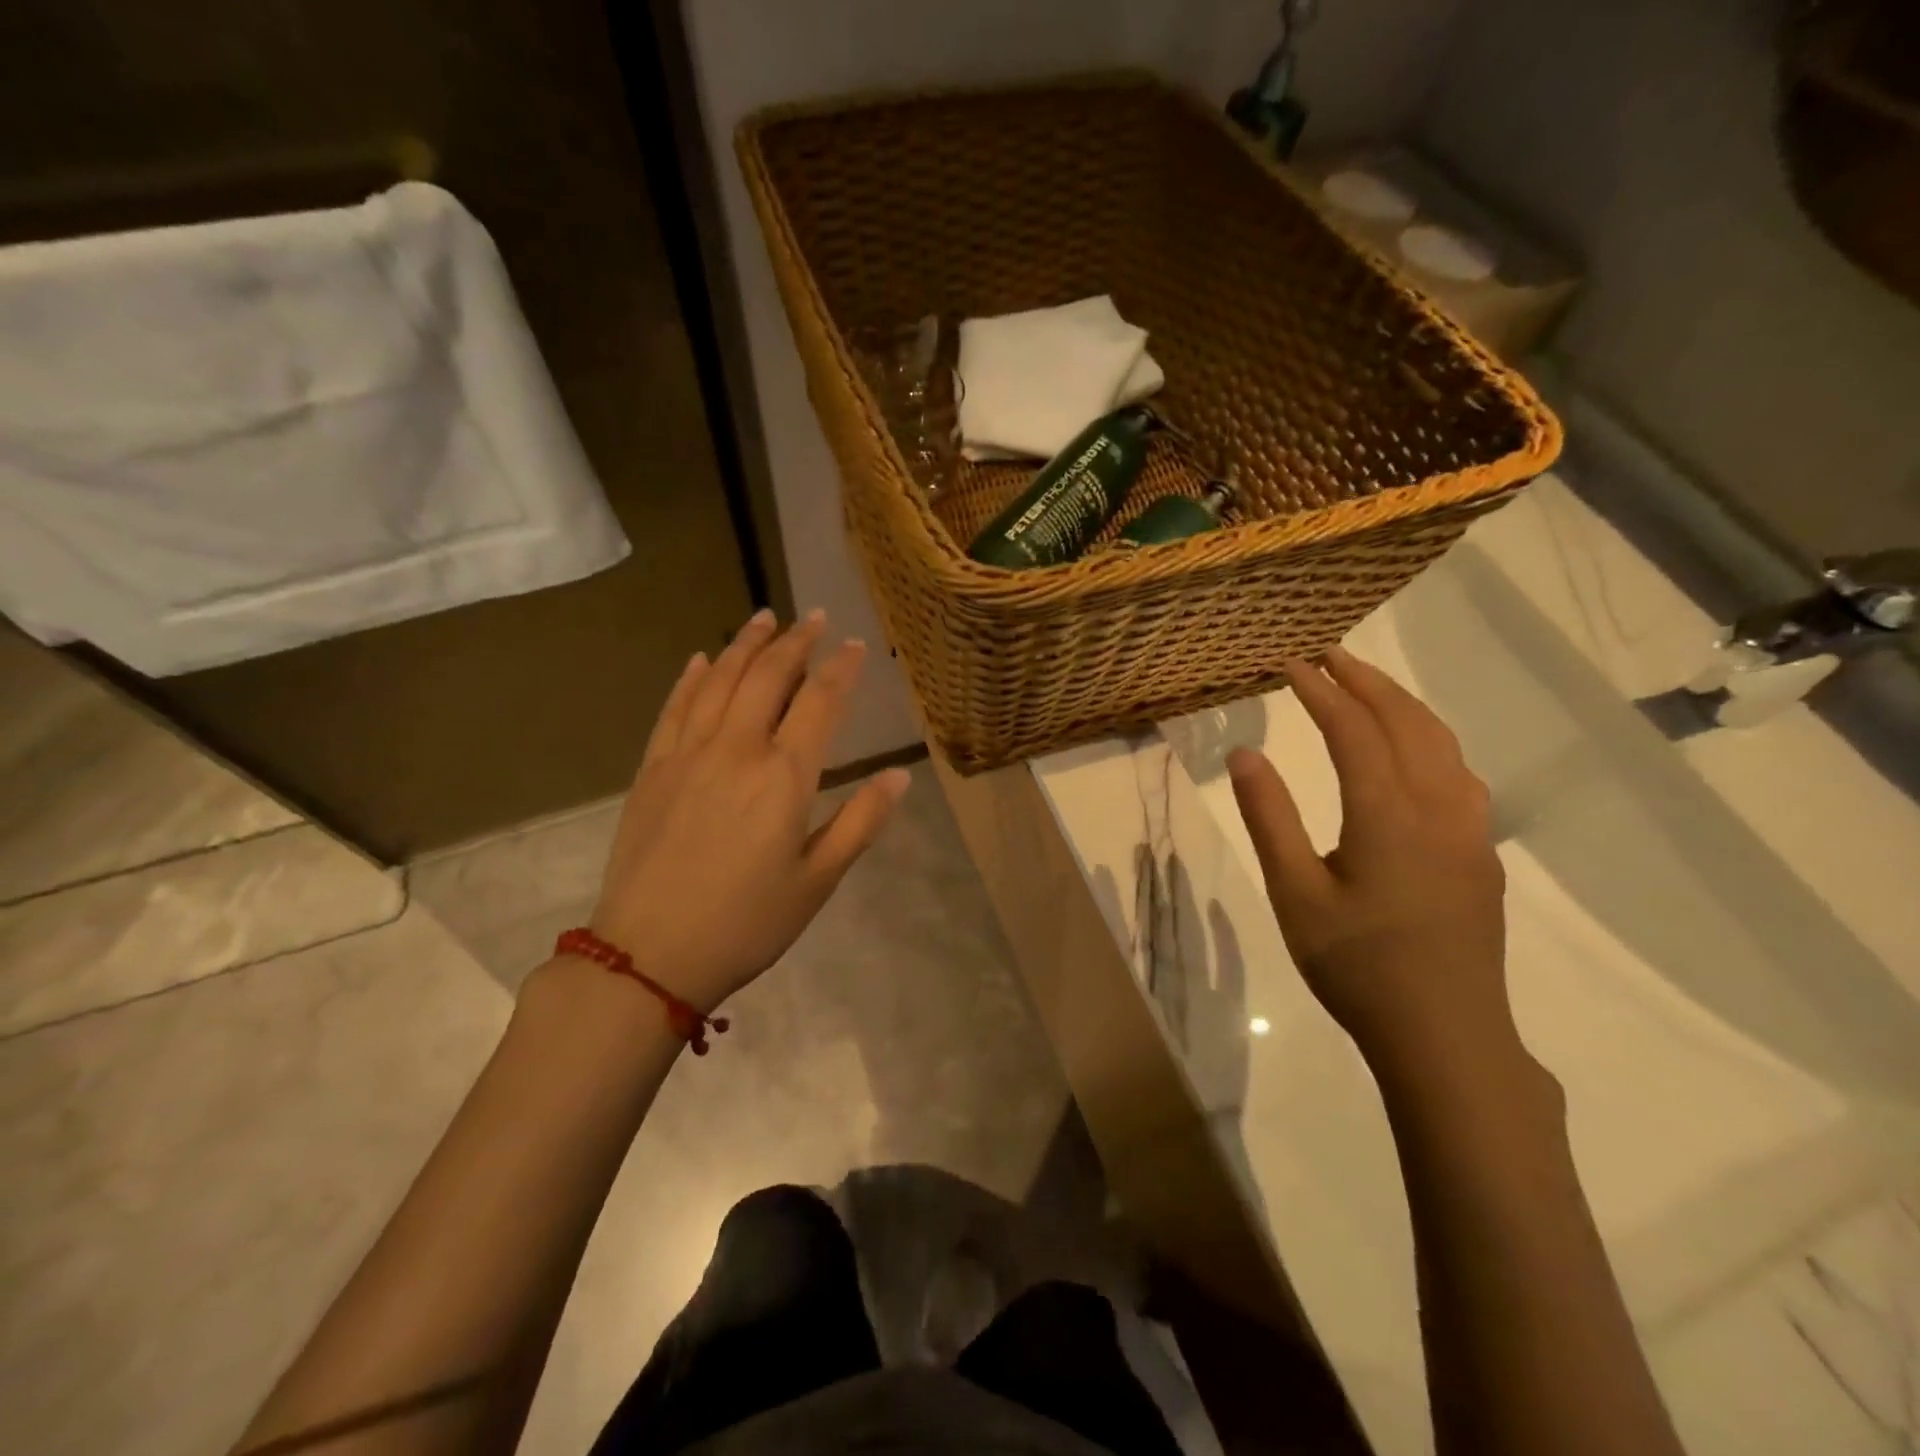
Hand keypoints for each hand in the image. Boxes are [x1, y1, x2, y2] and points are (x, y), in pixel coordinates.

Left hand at [585, 609, 908, 1013]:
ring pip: (719, 681)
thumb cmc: (747, 923)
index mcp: (783, 777)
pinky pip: (674, 707)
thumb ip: (861, 821)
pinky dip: (691, 677)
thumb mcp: (819, 880)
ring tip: (764, 618)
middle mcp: (736, 750)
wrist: (649, 956)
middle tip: (812, 617)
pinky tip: (701, 659)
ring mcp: (687, 754)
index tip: (854, 644)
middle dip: (795, 642)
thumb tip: (899, 776)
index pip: (819, 702)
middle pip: (768, 677)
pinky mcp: (652, 769)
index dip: (840, 669)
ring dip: (744, 645)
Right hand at [1227, 648, 1513, 1073]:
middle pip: (1408, 722)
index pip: (1353, 729)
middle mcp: (1438, 807)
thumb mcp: (1294, 894)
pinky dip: (1429, 740)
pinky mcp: (1480, 855)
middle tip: (1329, 655)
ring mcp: (1469, 831)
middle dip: (1367, 681)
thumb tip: (1245, 753)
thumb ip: (1270, 818)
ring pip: (1442, 744)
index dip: (1320, 690)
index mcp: (1388, 814)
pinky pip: (1458, 774)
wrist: (1446, 1035)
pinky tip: (1413, 753)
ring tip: (1368, 689)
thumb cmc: (1357, 964)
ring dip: (1403, 705)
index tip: (1291, 662)